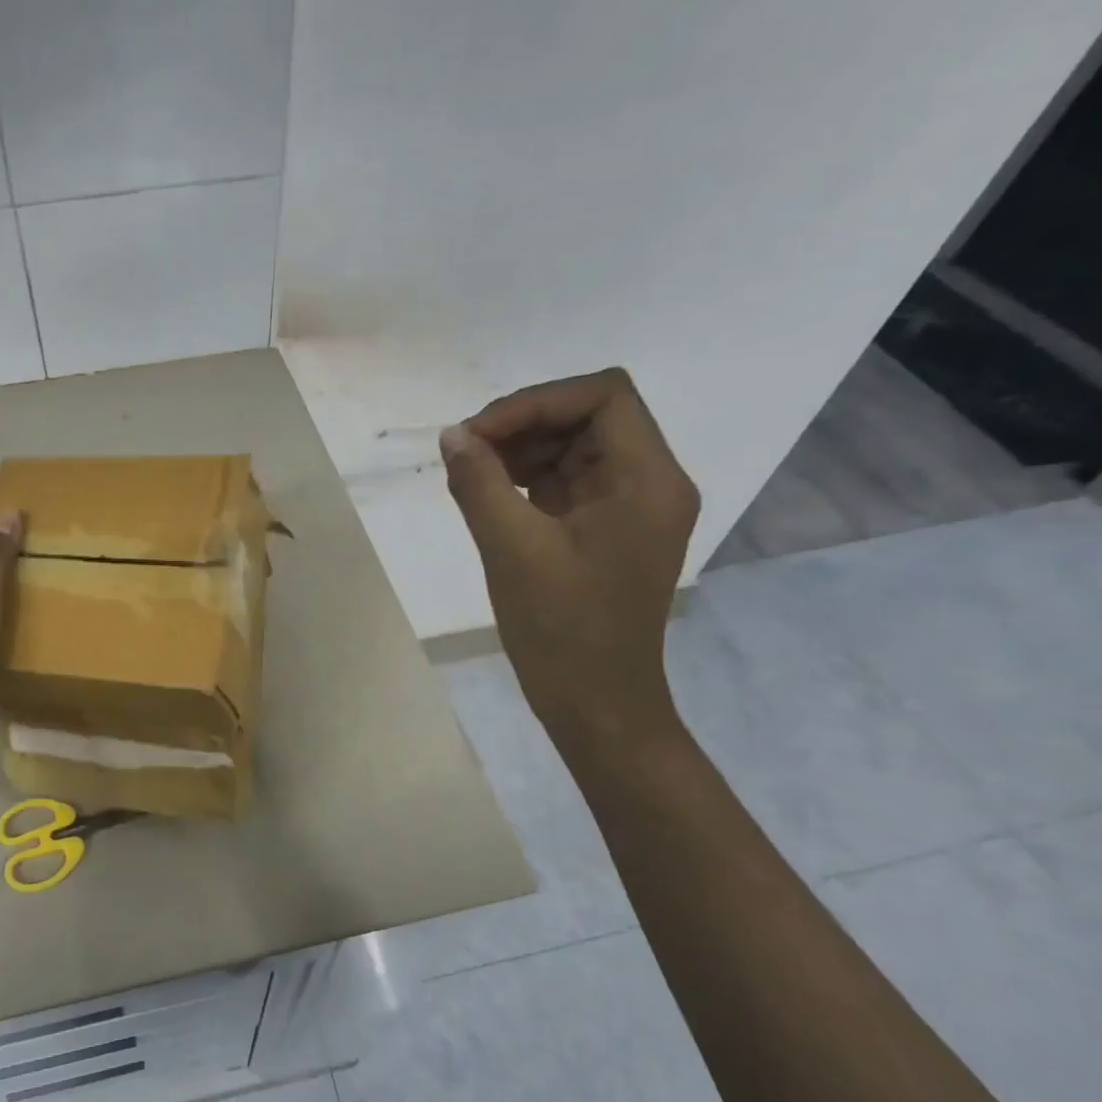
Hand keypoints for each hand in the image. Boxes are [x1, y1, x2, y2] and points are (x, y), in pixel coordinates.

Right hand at [439, 368, 698, 744]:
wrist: (595, 705)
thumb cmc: (562, 630)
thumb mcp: (511, 549)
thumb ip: (479, 482)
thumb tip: (452, 435)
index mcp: (648, 481)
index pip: (603, 395)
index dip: (536, 401)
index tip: (479, 434)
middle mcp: (649, 482)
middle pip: (588, 415)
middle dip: (523, 423)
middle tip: (465, 452)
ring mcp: (627, 506)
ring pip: (573, 444)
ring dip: (519, 448)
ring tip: (469, 473)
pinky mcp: (603, 528)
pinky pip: (565, 479)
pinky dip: (525, 476)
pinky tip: (487, 493)